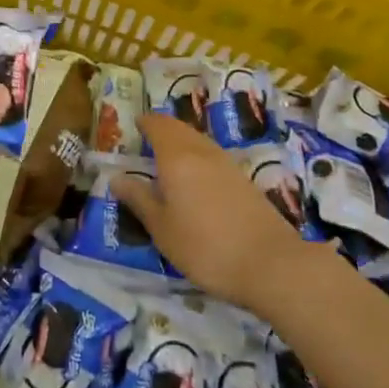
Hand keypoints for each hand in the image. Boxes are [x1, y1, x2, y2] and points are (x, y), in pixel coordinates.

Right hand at [113, 115, 317, 314]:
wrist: (272, 265)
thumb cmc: (205, 247)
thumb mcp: (162, 229)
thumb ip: (139, 199)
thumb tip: (116, 177)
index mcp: (176, 157)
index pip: (158, 125)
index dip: (144, 122)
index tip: (133, 125)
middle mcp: (202, 151)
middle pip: (179, 128)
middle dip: (162, 129)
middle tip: (146, 140)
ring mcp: (227, 164)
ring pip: (198, 140)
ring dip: (181, 141)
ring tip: (167, 158)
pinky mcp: (244, 180)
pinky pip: (213, 156)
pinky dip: (198, 157)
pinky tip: (196, 179)